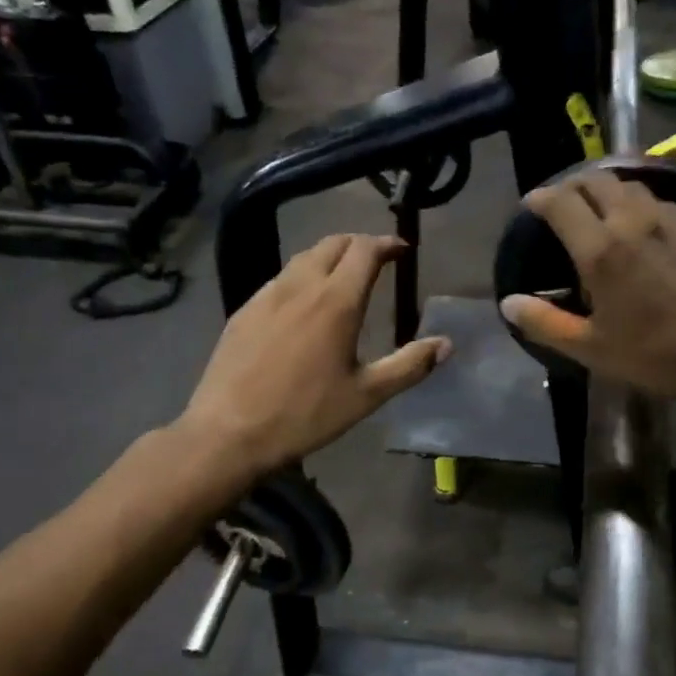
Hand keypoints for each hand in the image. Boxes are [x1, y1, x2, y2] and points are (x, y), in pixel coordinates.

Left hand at [182, 234, 450, 477]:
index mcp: (337, 302)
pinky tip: (304, 305)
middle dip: (360, 244)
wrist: (230, 432)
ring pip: (303, 258)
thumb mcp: (366, 395)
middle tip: (377, 260)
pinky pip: (280, 279)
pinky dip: (302, 276)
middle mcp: (301, 286)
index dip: (387, 244)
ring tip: (344, 277)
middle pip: (333, 244)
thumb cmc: (305, 414)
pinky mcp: (244, 310)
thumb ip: (409, 365)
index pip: (365, 250)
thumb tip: (445, 344)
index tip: (403, 250)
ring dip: (330, 257)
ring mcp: (267, 295)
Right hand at [499, 172, 675, 410]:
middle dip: (572, 186)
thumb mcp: (590, 348)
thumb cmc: (655, 356)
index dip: (540, 198)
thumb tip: (509, 303)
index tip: (531, 205)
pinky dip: (639, 204)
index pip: (561, 202)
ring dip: (607, 190)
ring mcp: (672, 220)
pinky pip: (661, 202)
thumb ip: (544, 322)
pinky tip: (642, 226)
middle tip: (562, 204)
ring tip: (599, 209)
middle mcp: (633, 222)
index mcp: (601, 250)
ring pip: (631, 186)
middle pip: (595, 181)